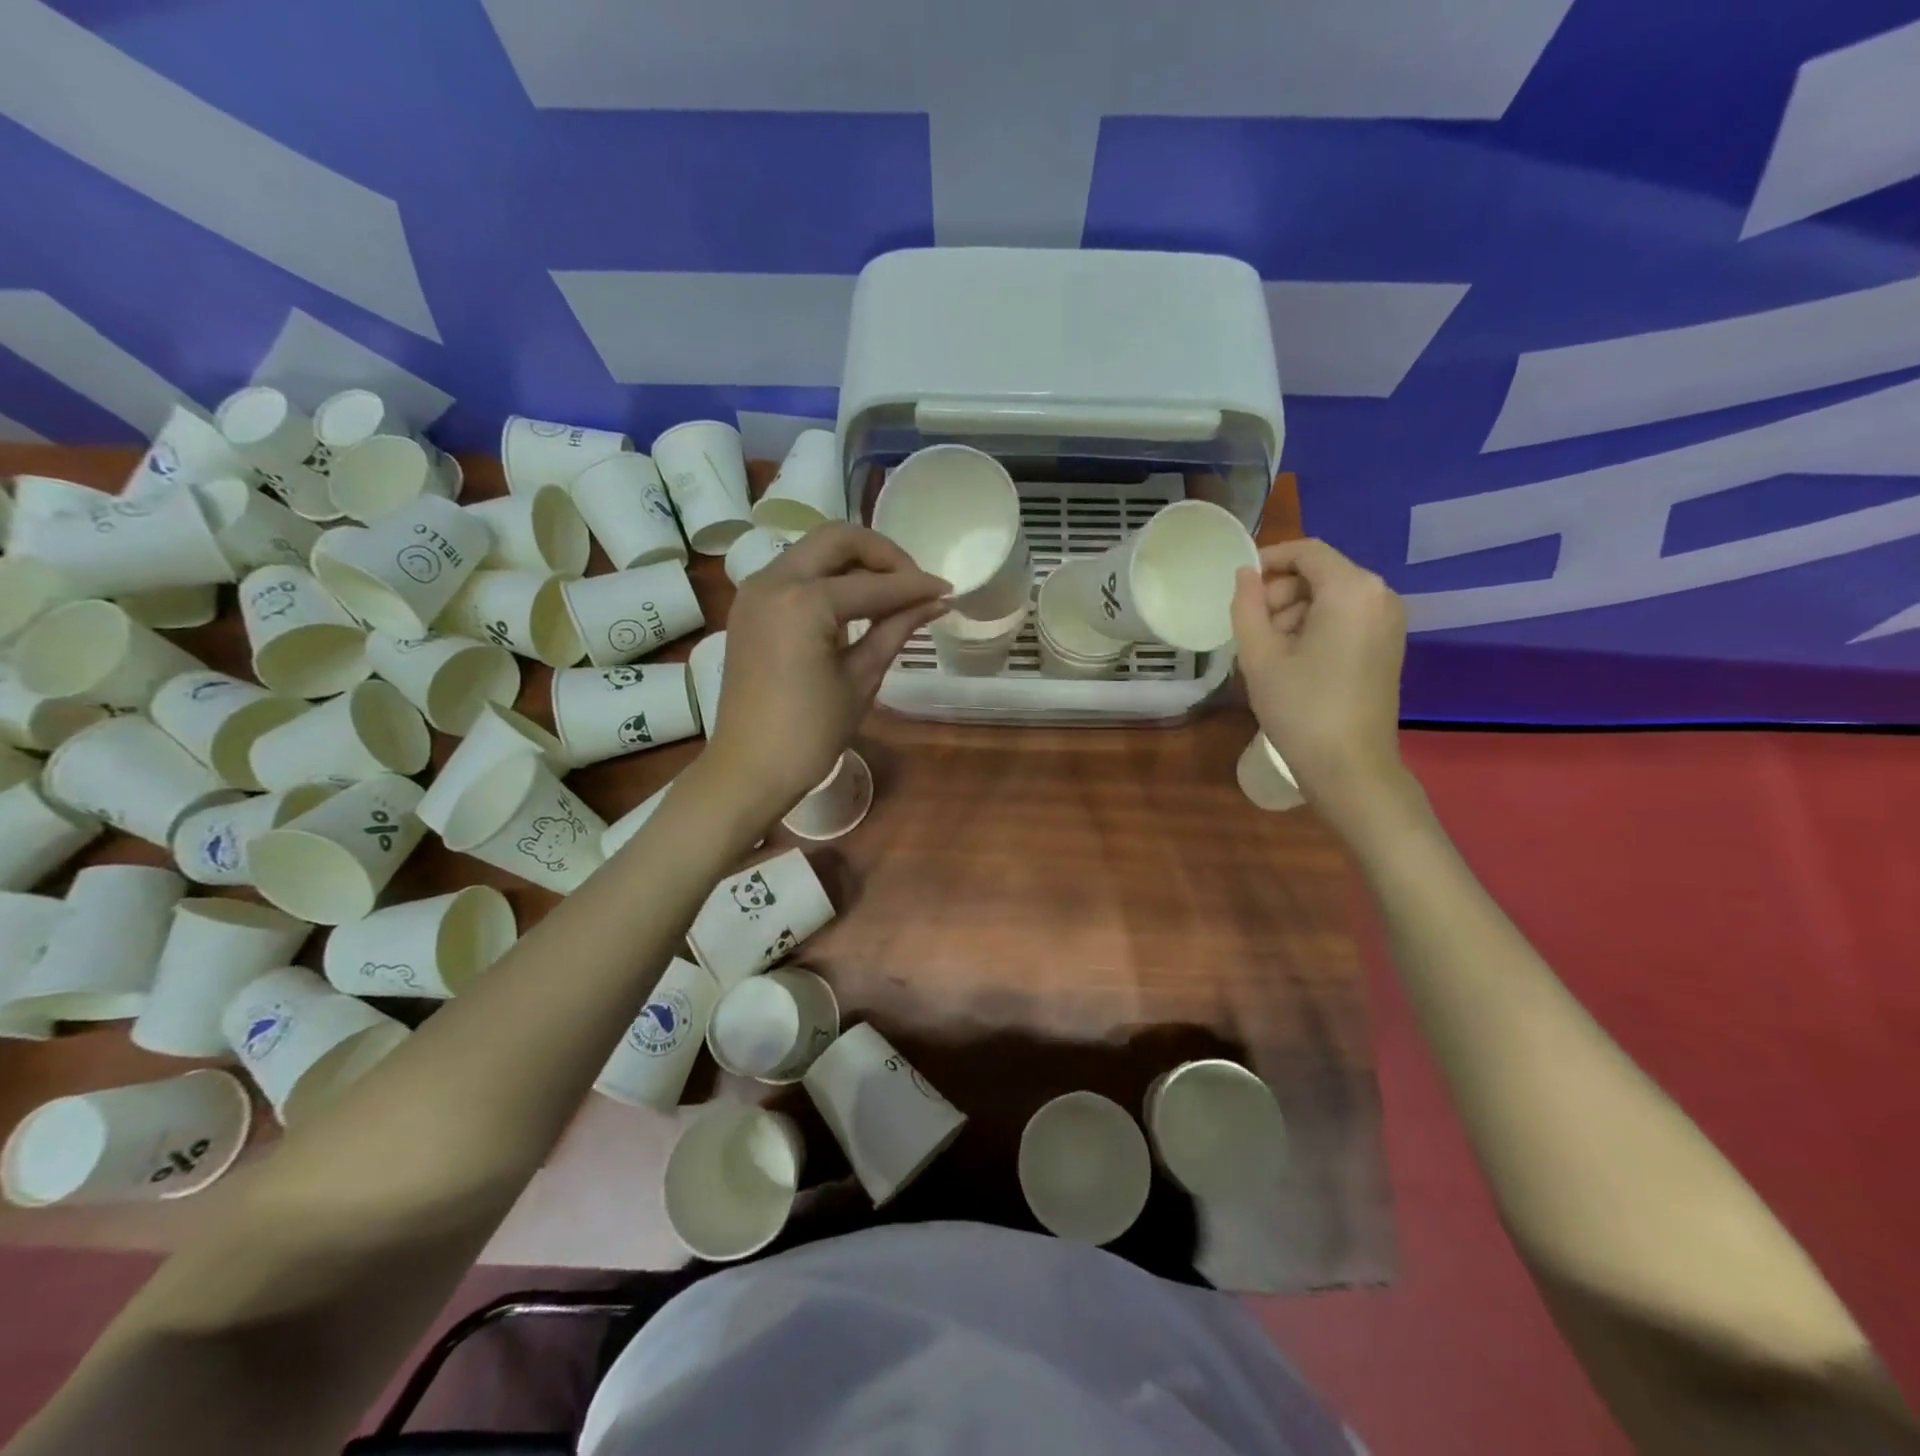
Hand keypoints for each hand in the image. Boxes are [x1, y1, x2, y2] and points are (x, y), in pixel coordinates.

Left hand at [707, 524, 946, 819]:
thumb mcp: (861, 678)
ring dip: (854, 562)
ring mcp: (755, 591)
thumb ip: (895, 629)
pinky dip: (828, 577)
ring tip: (889, 593)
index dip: (915, 586)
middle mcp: (774, 580)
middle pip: (837, 539)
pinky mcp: (749, 606)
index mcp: (804, 602)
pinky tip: (854, 604)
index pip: (873, 584)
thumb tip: (935, 602)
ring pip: (814, 550)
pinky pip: (795, 572)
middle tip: (914, 583)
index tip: (948, 590)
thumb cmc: (810, 733)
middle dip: (882, 554)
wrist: (749, 768)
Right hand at [1230, 538, 1407, 813]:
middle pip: (1320, 573)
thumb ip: (1247, 605)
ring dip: (1293, 613)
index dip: (1269, 559)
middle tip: (1250, 628)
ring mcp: (1389, 622)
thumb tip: (1245, 574)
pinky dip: (1315, 627)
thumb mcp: (1259, 655)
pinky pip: (1346, 618)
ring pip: (1331, 597)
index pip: (1307, 551)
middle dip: (1280, 592)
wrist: (1350, 766)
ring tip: (1266, 651)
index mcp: (1351, 589)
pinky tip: (1292, 661)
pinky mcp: (1388, 646)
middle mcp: (1379, 595)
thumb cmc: (1300, 707)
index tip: (1239, 586)